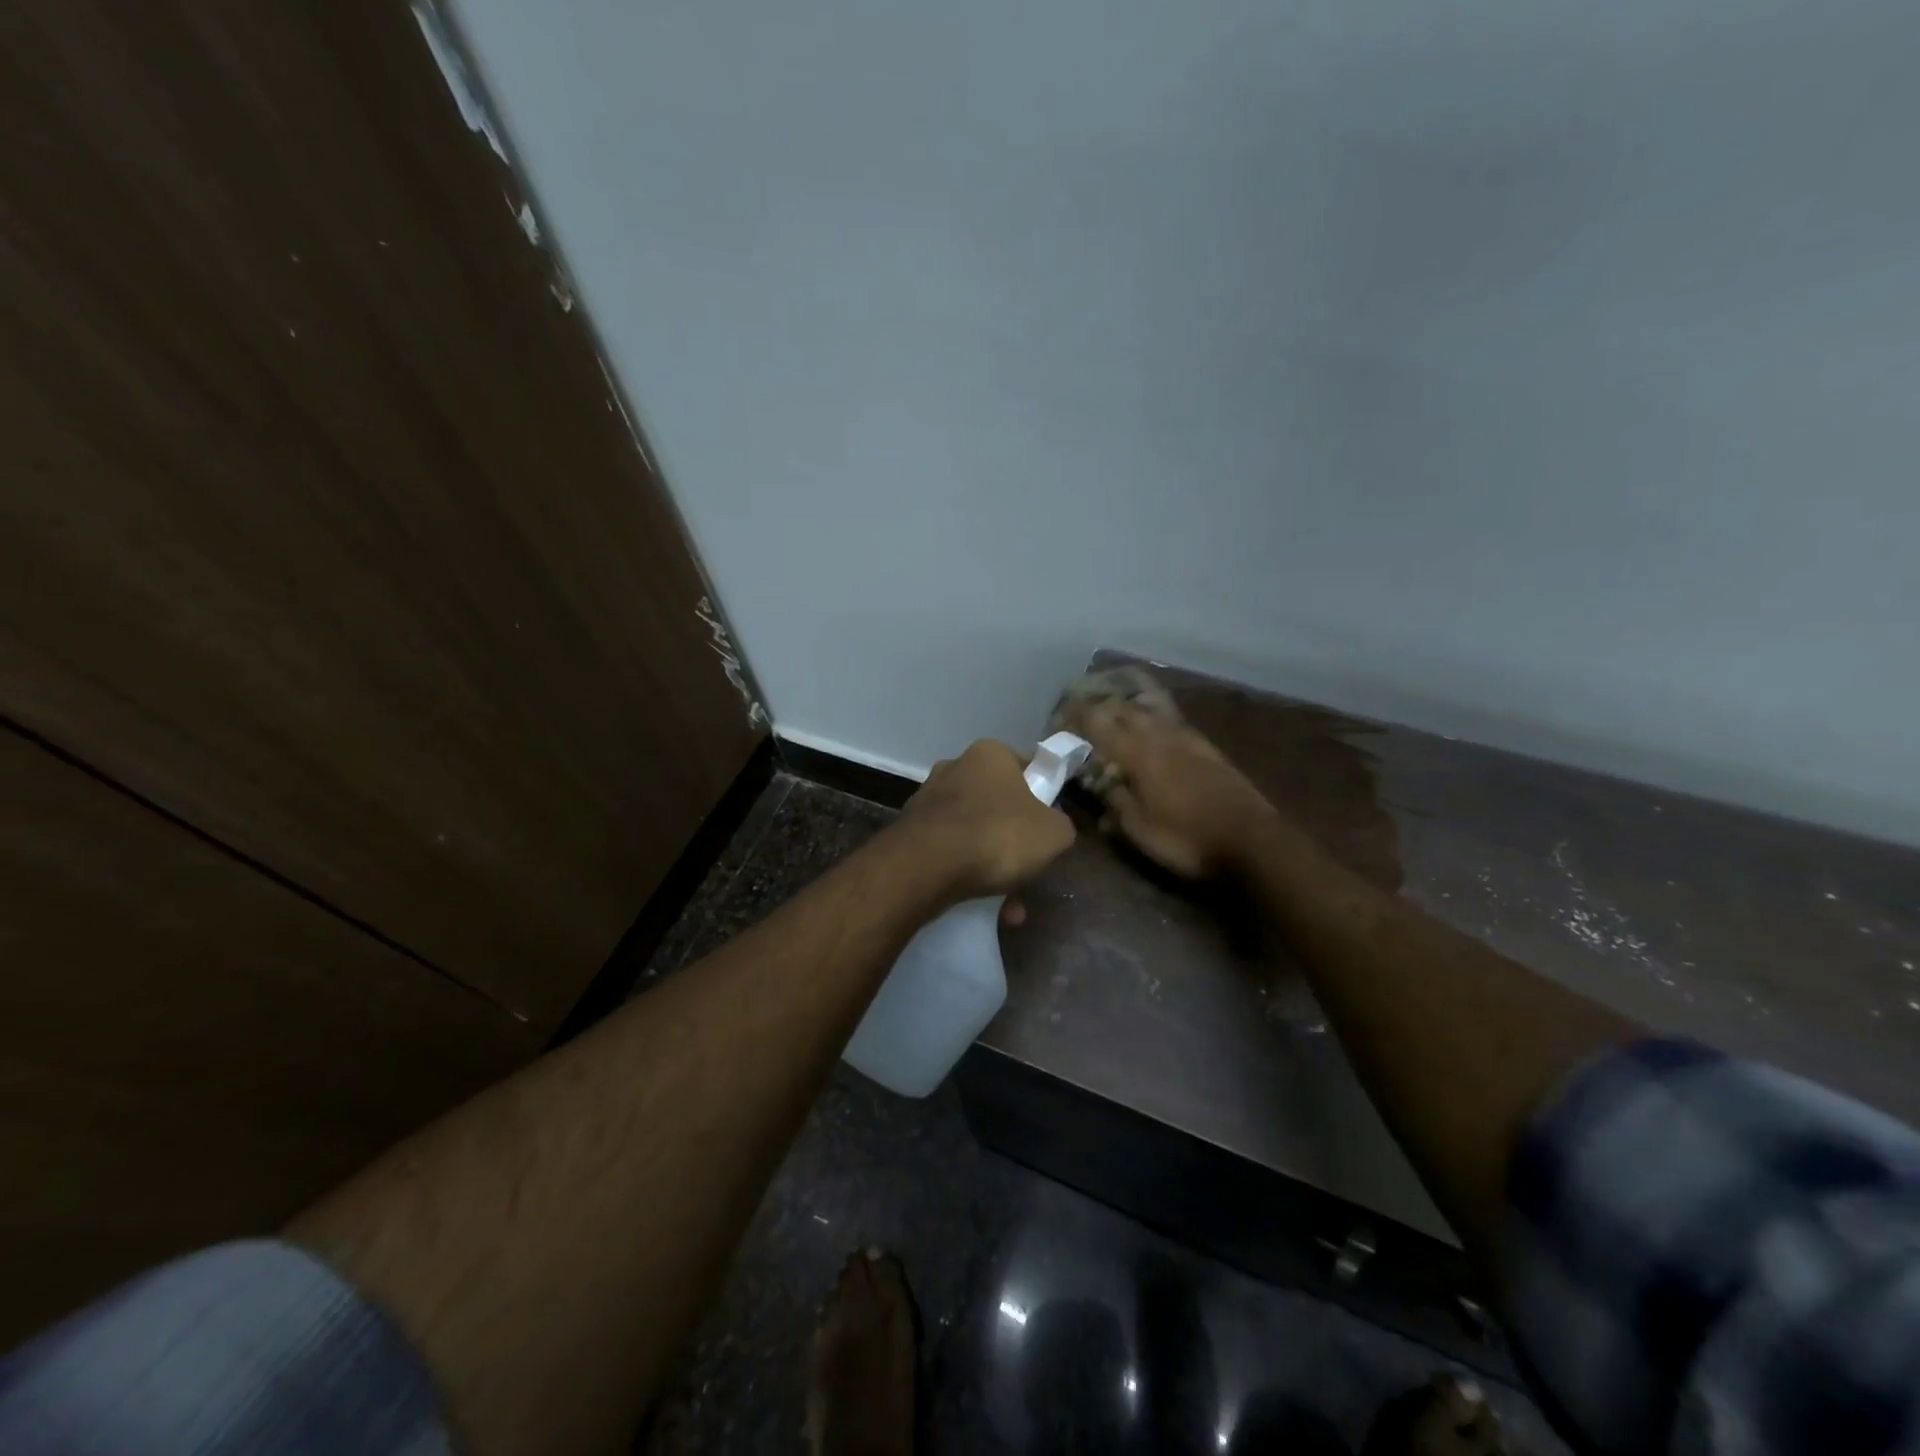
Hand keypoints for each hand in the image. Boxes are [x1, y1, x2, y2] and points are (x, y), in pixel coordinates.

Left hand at [891, 740, 1075, 904]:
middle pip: (998, 806)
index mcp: (990, 754)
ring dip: (993, 868)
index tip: (1048, 828)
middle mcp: (954, 768)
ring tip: (1008, 907)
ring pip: (974, 835)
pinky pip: (950, 854)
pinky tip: (982, 908)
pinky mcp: (910, 832)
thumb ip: (1061, 825)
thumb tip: (1053, 829)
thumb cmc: (997, 835)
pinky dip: (966, 876)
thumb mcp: (1054, 833)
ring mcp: (928, 801)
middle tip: (1028, 873)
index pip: (1027, 769)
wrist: (926, 867)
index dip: (1043, 798)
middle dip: (1014, 843)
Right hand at [1057, 701, 1273, 879]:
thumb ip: (1114, 801)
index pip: (1099, 724)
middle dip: (1101, 707)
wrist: (1252, 841)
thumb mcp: (1139, 829)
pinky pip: (1171, 724)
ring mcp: (1189, 740)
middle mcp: (1161, 737)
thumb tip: (1097, 783)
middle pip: (1125, 710)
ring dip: (1128, 710)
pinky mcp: (1209, 750)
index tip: (1060, 715)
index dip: (1077, 716)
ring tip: (1113, 716)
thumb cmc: (1186, 839)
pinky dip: (1153, 722)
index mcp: (1138, 753)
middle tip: (1082, 713)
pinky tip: (1153, 732)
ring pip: (1151, 713)